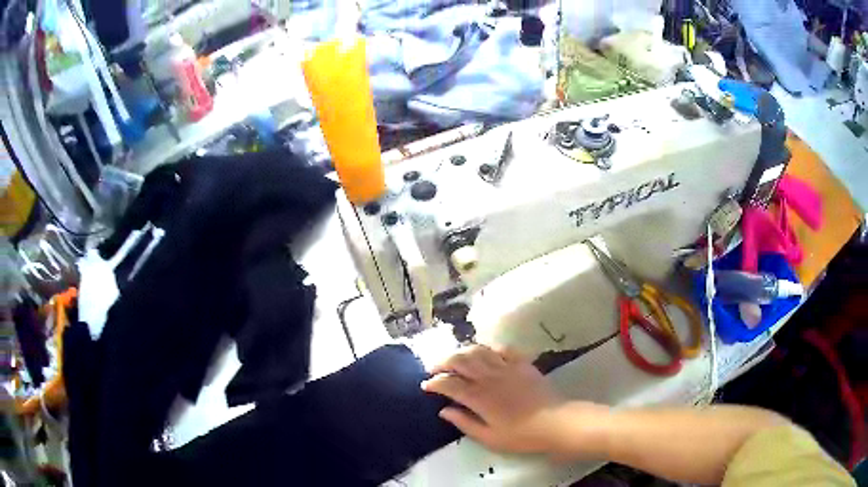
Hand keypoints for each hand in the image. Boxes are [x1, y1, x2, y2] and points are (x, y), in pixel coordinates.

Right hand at [421, 344, 567, 454]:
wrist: (554, 422)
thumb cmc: (520, 435)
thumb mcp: (488, 437)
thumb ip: (464, 422)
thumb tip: (444, 411)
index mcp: (479, 397)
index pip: (449, 384)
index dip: (434, 383)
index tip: (426, 386)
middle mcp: (489, 377)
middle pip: (460, 361)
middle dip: (443, 362)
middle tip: (434, 369)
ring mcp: (506, 367)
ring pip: (478, 350)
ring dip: (462, 352)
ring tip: (455, 359)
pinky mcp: (522, 363)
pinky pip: (502, 348)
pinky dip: (489, 348)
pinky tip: (485, 354)